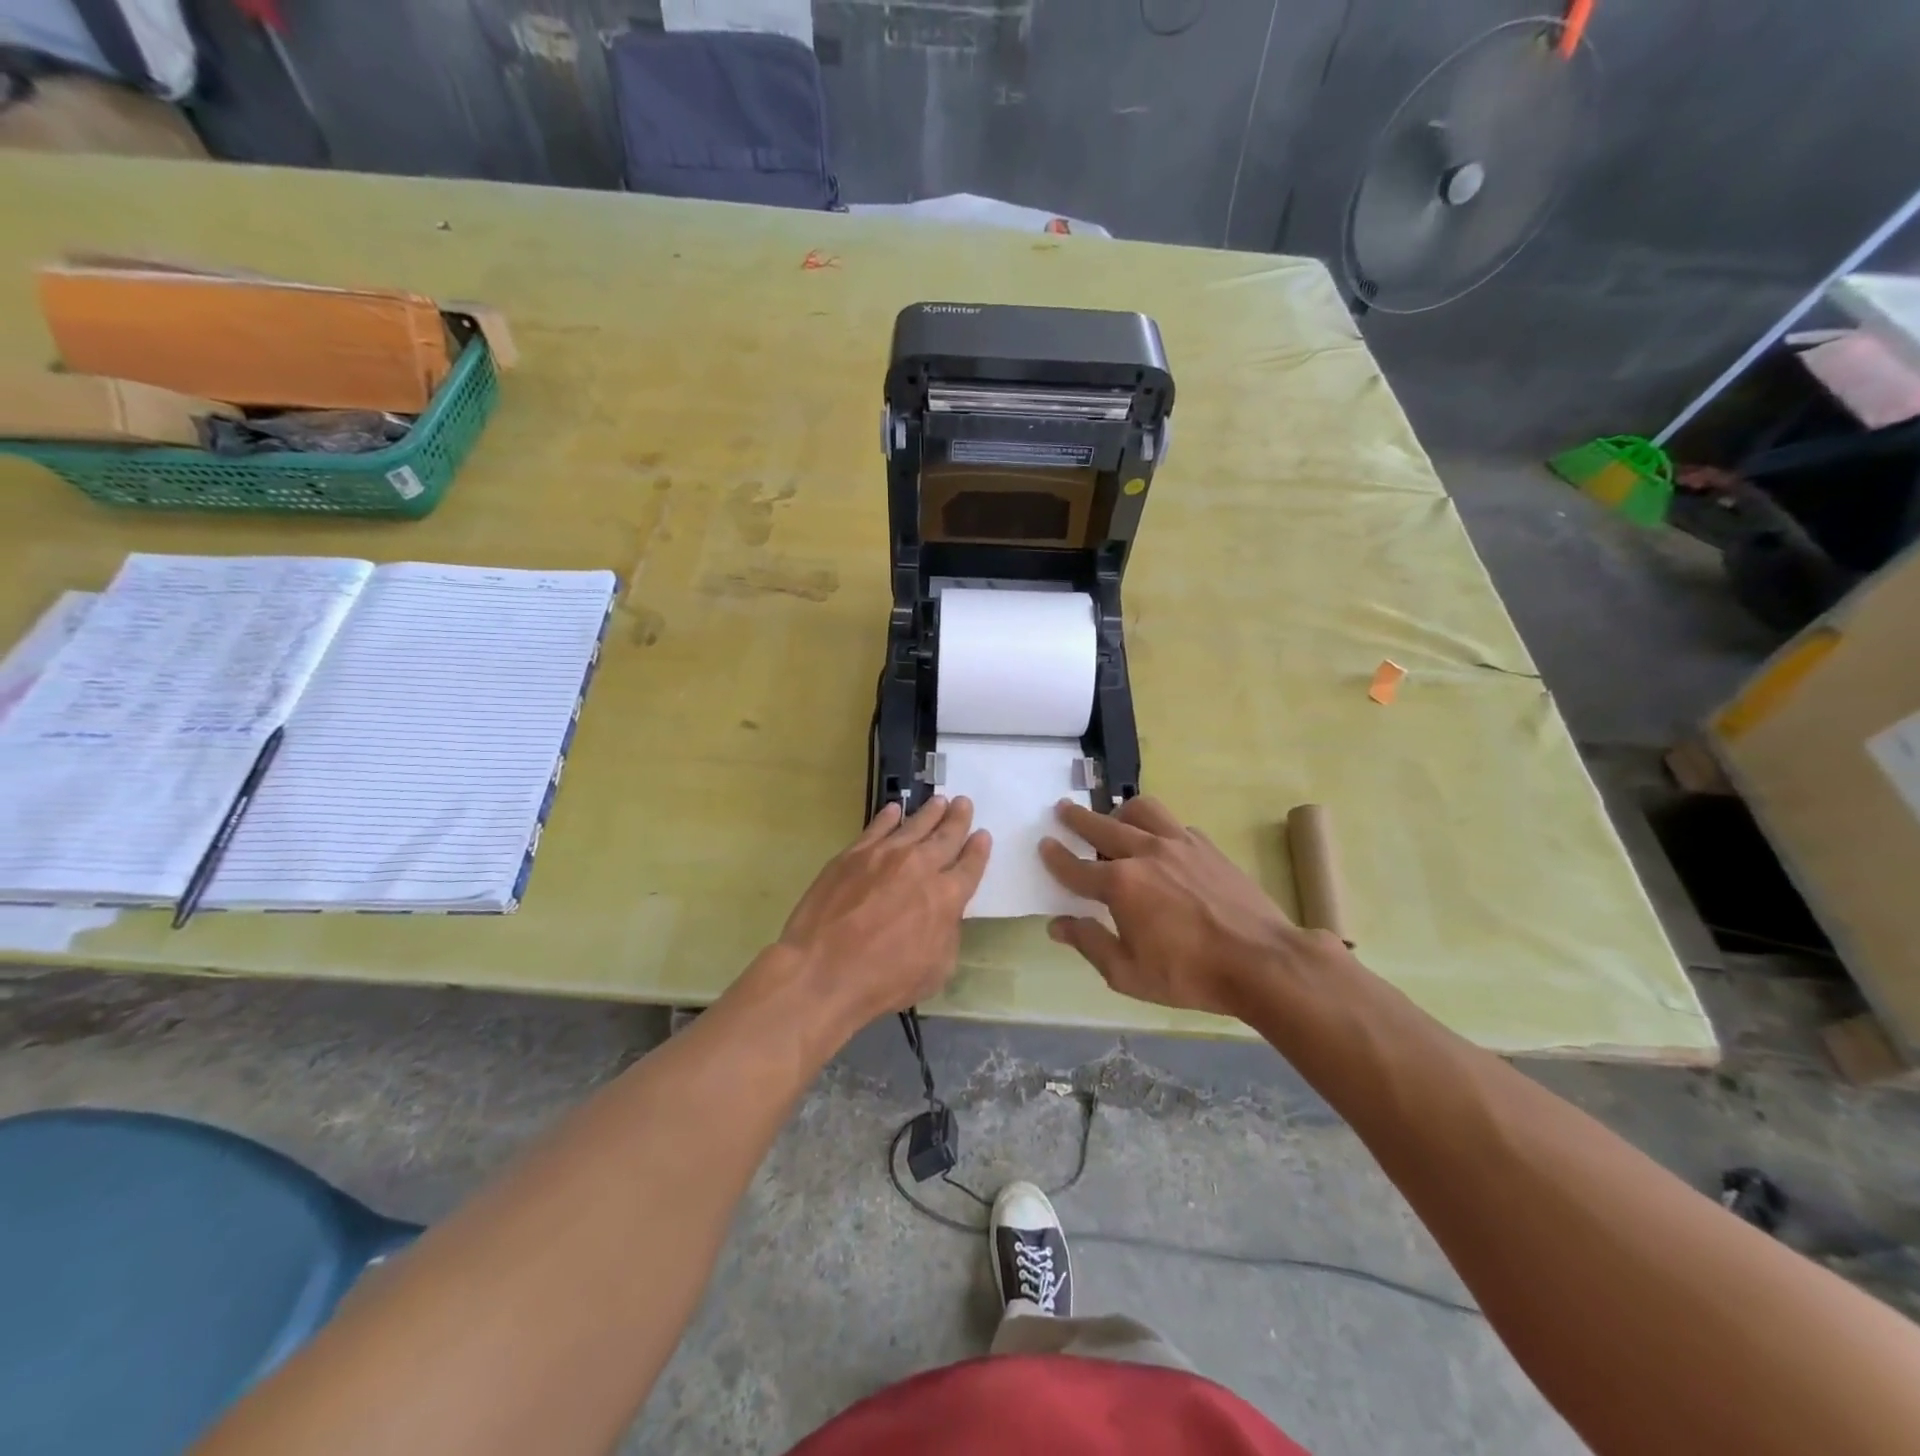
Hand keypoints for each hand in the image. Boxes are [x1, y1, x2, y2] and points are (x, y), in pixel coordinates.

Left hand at [777, 795, 989, 1027]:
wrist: (823, 970)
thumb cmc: (883, 980)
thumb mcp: (936, 970)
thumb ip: (947, 934)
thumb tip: (945, 914)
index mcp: (946, 897)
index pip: (970, 866)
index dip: (979, 850)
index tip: (983, 835)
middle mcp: (921, 866)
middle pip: (946, 836)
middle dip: (958, 819)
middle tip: (964, 803)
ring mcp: (885, 855)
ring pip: (915, 824)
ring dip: (930, 812)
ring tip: (939, 801)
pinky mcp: (854, 854)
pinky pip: (877, 827)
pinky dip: (889, 817)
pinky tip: (895, 809)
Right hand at [1039, 796, 1325, 1016]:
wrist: (1262, 961)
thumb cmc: (1190, 975)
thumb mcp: (1129, 974)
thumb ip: (1090, 944)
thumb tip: (1058, 925)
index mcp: (1121, 885)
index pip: (1076, 867)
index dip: (1055, 857)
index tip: (1044, 844)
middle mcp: (1145, 853)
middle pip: (1101, 827)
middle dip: (1077, 819)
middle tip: (1062, 810)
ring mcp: (1179, 844)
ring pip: (1141, 811)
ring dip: (1120, 813)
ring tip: (1114, 819)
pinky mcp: (1206, 846)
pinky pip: (1173, 825)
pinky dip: (1157, 828)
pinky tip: (1160, 844)